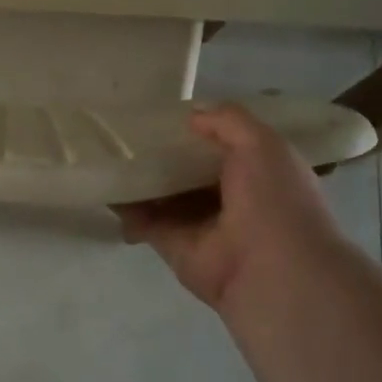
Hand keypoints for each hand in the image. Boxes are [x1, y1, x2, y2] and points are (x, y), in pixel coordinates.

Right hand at [116, 105, 346, 311]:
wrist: (273, 271)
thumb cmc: (275, 200)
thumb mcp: (263, 143)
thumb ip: (228, 121)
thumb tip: (191, 114)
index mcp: (258, 172)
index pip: (223, 144)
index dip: (198, 128)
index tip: (166, 111)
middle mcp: (229, 197)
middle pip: (187, 169)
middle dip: (162, 152)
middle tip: (128, 129)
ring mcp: (198, 223)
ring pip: (163, 193)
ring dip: (139, 177)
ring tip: (108, 151)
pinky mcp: (172, 244)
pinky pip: (144, 220)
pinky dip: (126, 206)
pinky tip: (106, 185)